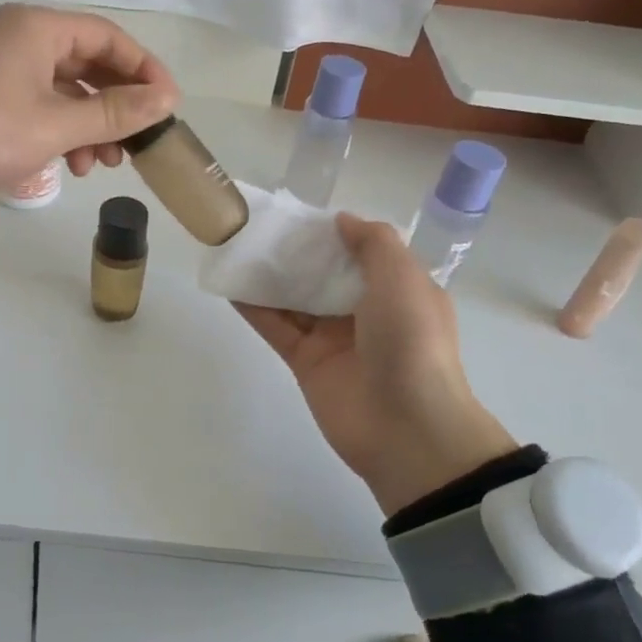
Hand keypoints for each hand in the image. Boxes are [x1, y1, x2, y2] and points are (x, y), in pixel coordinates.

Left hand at [0, 4, 179, 231]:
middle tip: (137, 143)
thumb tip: (167, 99)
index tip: (169, 107)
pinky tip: (69, 168)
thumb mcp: (56, 124)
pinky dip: (61, 137)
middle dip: (117, 105)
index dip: (145, 70)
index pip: (109, 37)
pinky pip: (40, 114)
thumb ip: (115, 112)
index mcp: (37, 29)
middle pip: (88, 65)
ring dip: (91, 127)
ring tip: (102, 164)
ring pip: (65, 94)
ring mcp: (0, 76)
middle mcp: (20, 43)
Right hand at [238, 213, 517, 515]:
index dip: (334, 234)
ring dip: (271, 276)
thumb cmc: (411, 342)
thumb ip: (373, 242)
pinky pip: (277, 327)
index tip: (301, 215)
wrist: (406, 427)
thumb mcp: (403, 278)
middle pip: (324, 274)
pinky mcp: (306, 362)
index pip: (362, 254)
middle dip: (297, 252)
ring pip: (296, 299)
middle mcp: (366, 312)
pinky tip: (231, 283)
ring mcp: (334, 338)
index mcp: (397, 290)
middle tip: (260, 226)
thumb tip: (342, 220)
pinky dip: (254, 307)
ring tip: (237, 246)